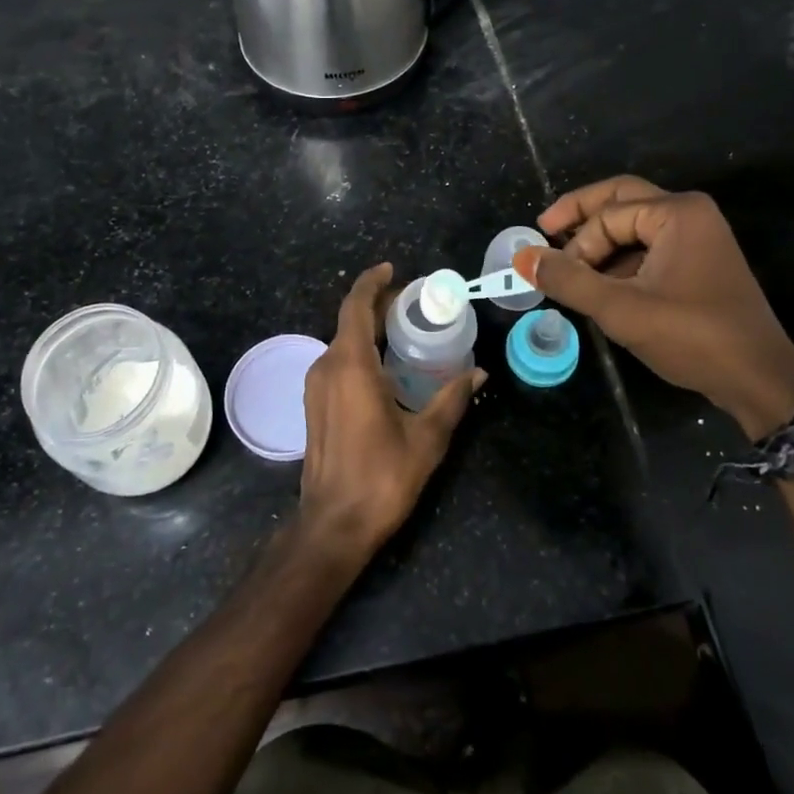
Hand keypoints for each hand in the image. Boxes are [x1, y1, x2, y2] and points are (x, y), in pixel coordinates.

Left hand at [299, 263, 483, 559]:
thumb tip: (479, 374)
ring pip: (342, 342)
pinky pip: (338, 362)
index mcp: (350, 365)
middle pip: (350, 321)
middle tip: (414, 301)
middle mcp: (326, 367)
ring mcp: (315, 386)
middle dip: (378, 305)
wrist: (332, 524)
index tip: (393, 269)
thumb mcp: (426, 437)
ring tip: (405, 329)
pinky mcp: (314, 405)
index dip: (372, 282)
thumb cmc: (381, 477)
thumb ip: (452, 399)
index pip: (356, 306)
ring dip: (369, 329)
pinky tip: (386, 364)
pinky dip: (360, 351)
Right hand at [514, 176, 793, 437]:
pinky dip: (621, 261)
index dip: (576, 243)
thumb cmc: (692, 337)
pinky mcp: (699, 263)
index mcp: (677, 212)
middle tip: (546, 232)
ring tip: (572, 272)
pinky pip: (649, 247)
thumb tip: (522, 257)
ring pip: (633, 226)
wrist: (759, 381)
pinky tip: (602, 286)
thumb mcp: (621, 309)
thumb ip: (568, 280)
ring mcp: (699, 237)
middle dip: (581, 217)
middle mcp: (690, 214)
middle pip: (621, 200)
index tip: (556, 274)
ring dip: (600, 245)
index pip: (607, 214)